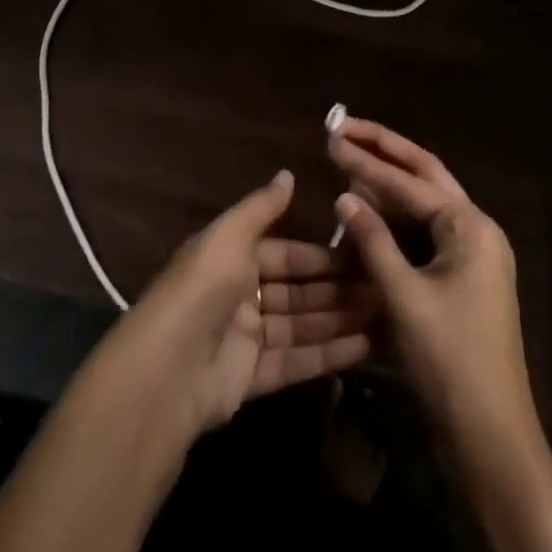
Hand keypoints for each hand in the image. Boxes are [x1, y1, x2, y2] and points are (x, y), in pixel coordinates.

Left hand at [103, 169, 372, 438]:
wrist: (168, 369)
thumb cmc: (203, 288)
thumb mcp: (230, 235)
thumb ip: (262, 207)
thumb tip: (288, 173)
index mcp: (232, 257)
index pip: (285, 253)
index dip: (320, 255)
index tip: (361, 253)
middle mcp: (240, 294)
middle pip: (296, 291)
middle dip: (336, 289)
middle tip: (381, 288)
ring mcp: (246, 338)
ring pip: (300, 324)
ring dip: (338, 319)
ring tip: (383, 314)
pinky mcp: (252, 377)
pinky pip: (296, 359)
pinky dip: (328, 353)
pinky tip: (364, 346)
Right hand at [331, 119, 551, 551]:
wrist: (492, 437)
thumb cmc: (450, 362)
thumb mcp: (404, 298)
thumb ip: (373, 241)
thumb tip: (344, 194)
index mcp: (470, 227)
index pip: (410, 181)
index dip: (367, 161)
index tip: (332, 138)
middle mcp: (476, 229)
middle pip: (425, 174)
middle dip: (385, 149)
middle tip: (346, 127)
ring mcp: (472, 253)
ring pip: (425, 202)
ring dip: (389, 181)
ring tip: (351, 157)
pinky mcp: (462, 276)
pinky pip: (425, 232)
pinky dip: (396, 217)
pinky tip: (368, 208)